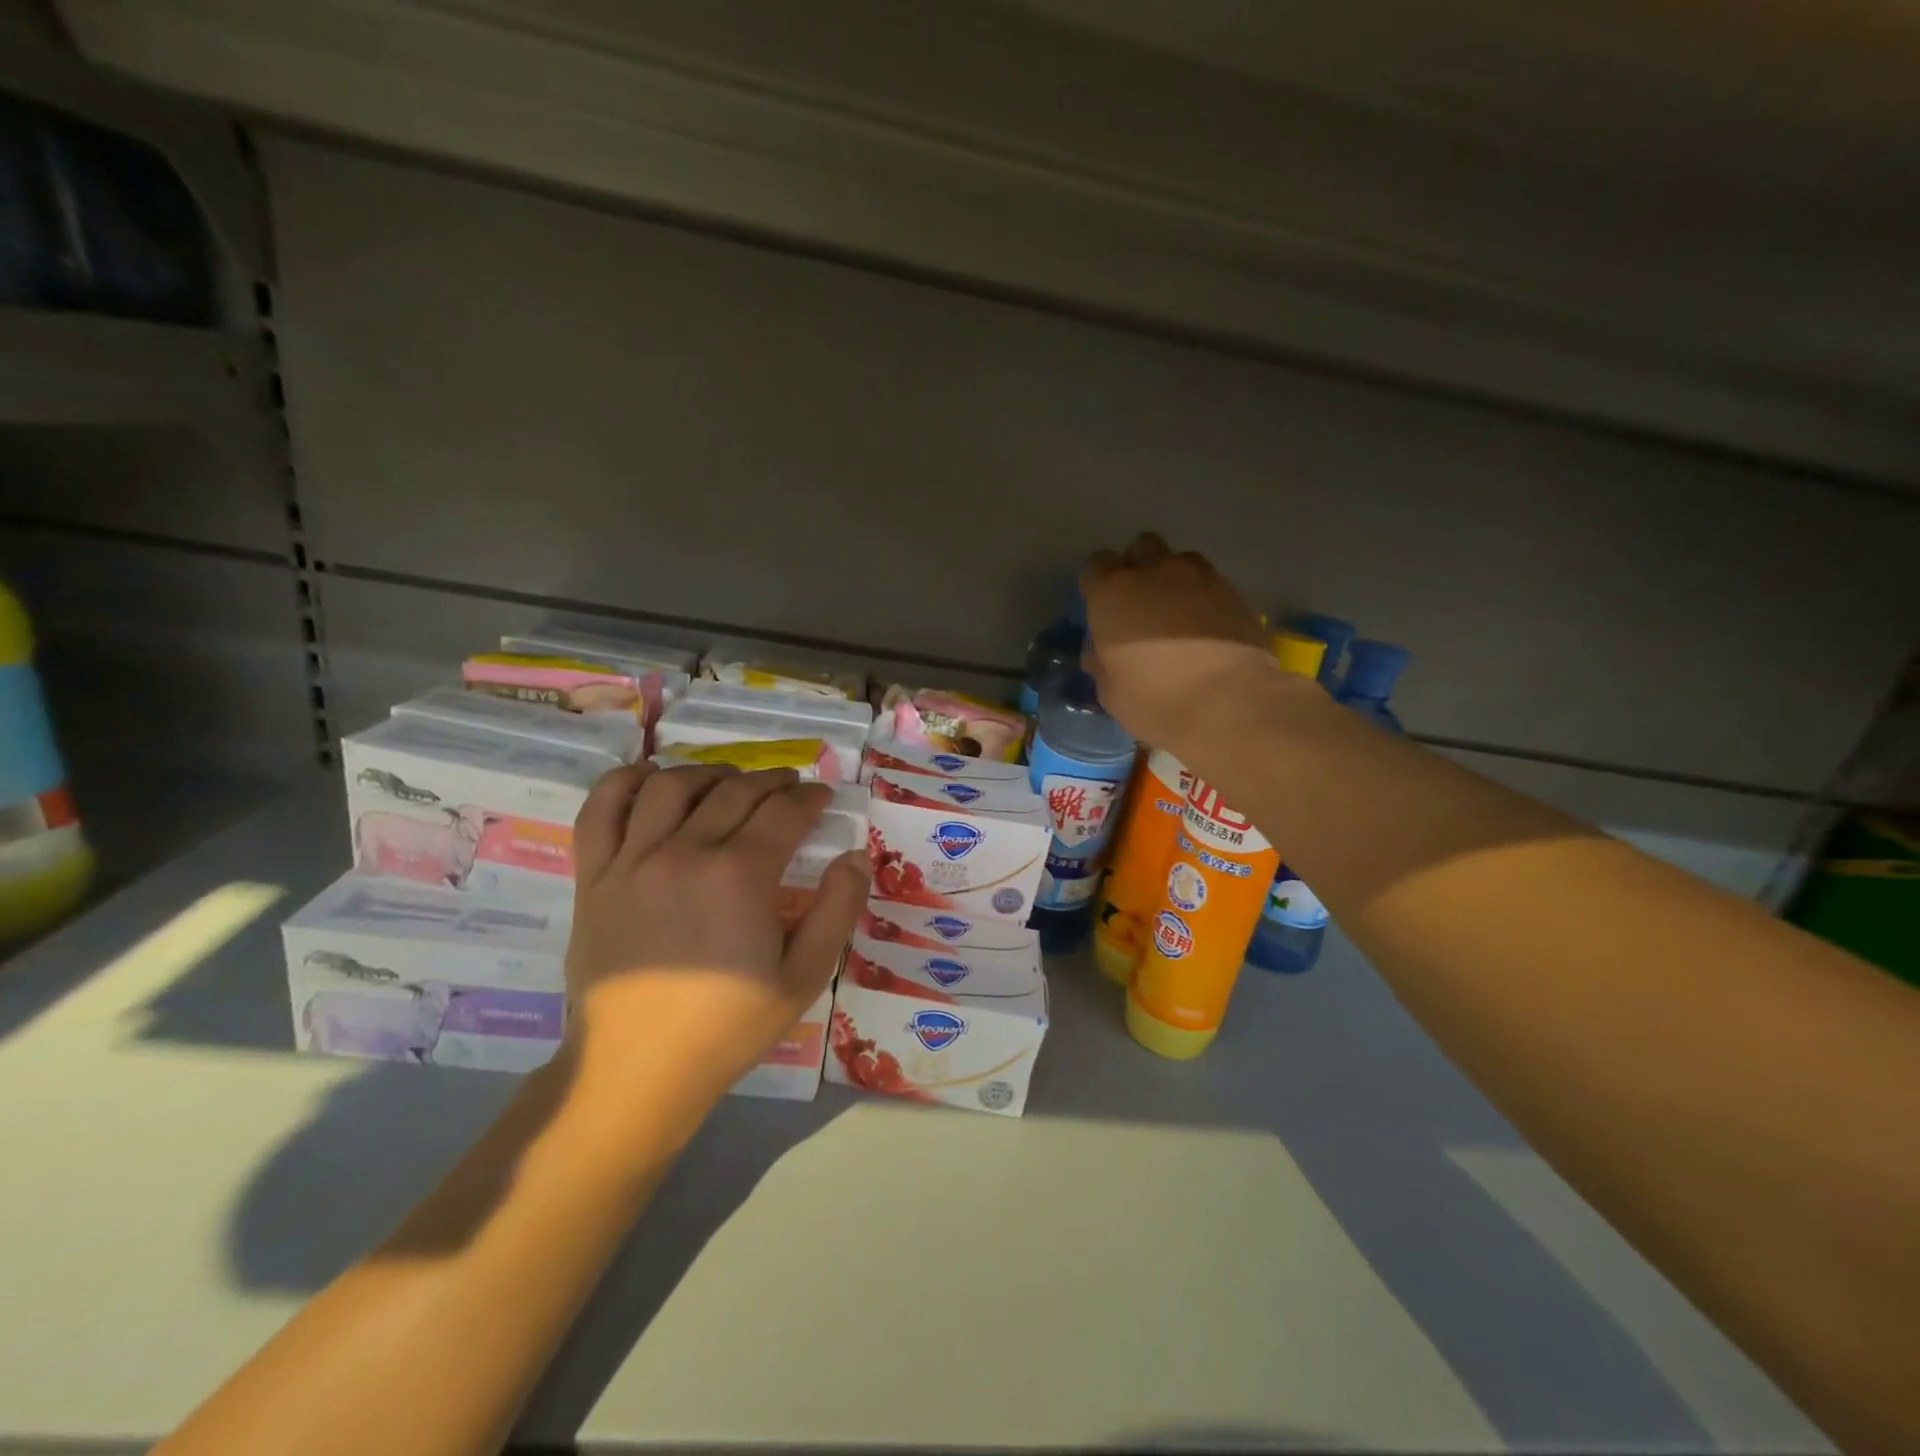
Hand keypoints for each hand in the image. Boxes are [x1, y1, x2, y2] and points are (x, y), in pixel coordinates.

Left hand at [562, 763, 868, 1115]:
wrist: (637, 1069)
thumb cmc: (727, 1026)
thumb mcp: (804, 978)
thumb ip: (837, 911)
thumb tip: (854, 857)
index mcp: (740, 876)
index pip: (784, 812)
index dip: (810, 798)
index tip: (822, 797)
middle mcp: (684, 853)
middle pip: (735, 791)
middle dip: (771, 780)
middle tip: (789, 786)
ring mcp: (631, 861)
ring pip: (672, 786)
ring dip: (709, 772)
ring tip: (729, 781)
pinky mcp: (593, 877)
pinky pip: (600, 810)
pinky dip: (624, 782)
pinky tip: (649, 777)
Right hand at [1080, 532, 1282, 755]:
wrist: (1229, 704)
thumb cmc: (1155, 700)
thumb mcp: (1111, 692)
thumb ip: (1101, 662)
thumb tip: (1099, 652)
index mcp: (1113, 593)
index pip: (1096, 565)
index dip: (1098, 584)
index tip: (1103, 607)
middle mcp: (1154, 572)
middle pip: (1141, 547)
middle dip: (1138, 566)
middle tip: (1141, 602)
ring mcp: (1199, 577)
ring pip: (1180, 561)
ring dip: (1174, 579)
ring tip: (1178, 613)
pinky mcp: (1235, 592)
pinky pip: (1210, 583)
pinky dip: (1204, 598)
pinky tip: (1207, 627)